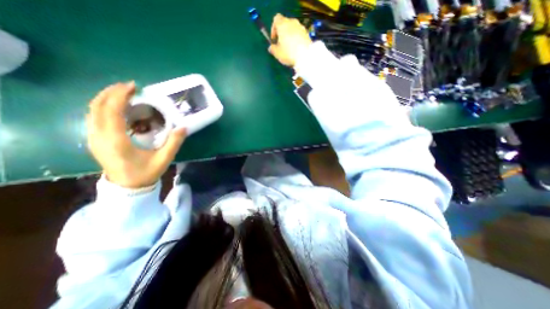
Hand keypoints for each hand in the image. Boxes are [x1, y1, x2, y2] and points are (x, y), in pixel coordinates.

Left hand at [88, 82, 184, 188]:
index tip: (133, 87)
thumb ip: (174, 143)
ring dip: (106, 98)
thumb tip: (183, 127)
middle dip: (111, 93)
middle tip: (129, 87)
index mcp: (116, 141)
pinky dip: (104, 107)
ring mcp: (93, 138)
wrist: (127, 188)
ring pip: (92, 111)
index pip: (112, 111)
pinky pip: (94, 118)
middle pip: (97, 107)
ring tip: (123, 93)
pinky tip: (117, 107)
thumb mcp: (164, 159)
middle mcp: (99, 137)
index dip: (120, 96)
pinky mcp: (94, 140)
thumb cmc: (145, 173)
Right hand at [269, 13, 311, 65]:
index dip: (273, 28)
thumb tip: (271, 47)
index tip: (274, 39)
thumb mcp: (277, 53)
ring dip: (289, 36)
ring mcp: (300, 27)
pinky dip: (296, 39)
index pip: (276, 19)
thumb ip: (272, 49)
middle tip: (281, 44)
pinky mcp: (306, 33)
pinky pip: (299, 34)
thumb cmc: (288, 53)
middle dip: (282, 32)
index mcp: (282, 24)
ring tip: (289, 48)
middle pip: (285, 24)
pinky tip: (296, 49)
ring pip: (292, 29)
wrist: (305, 56)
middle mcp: (292, 22)